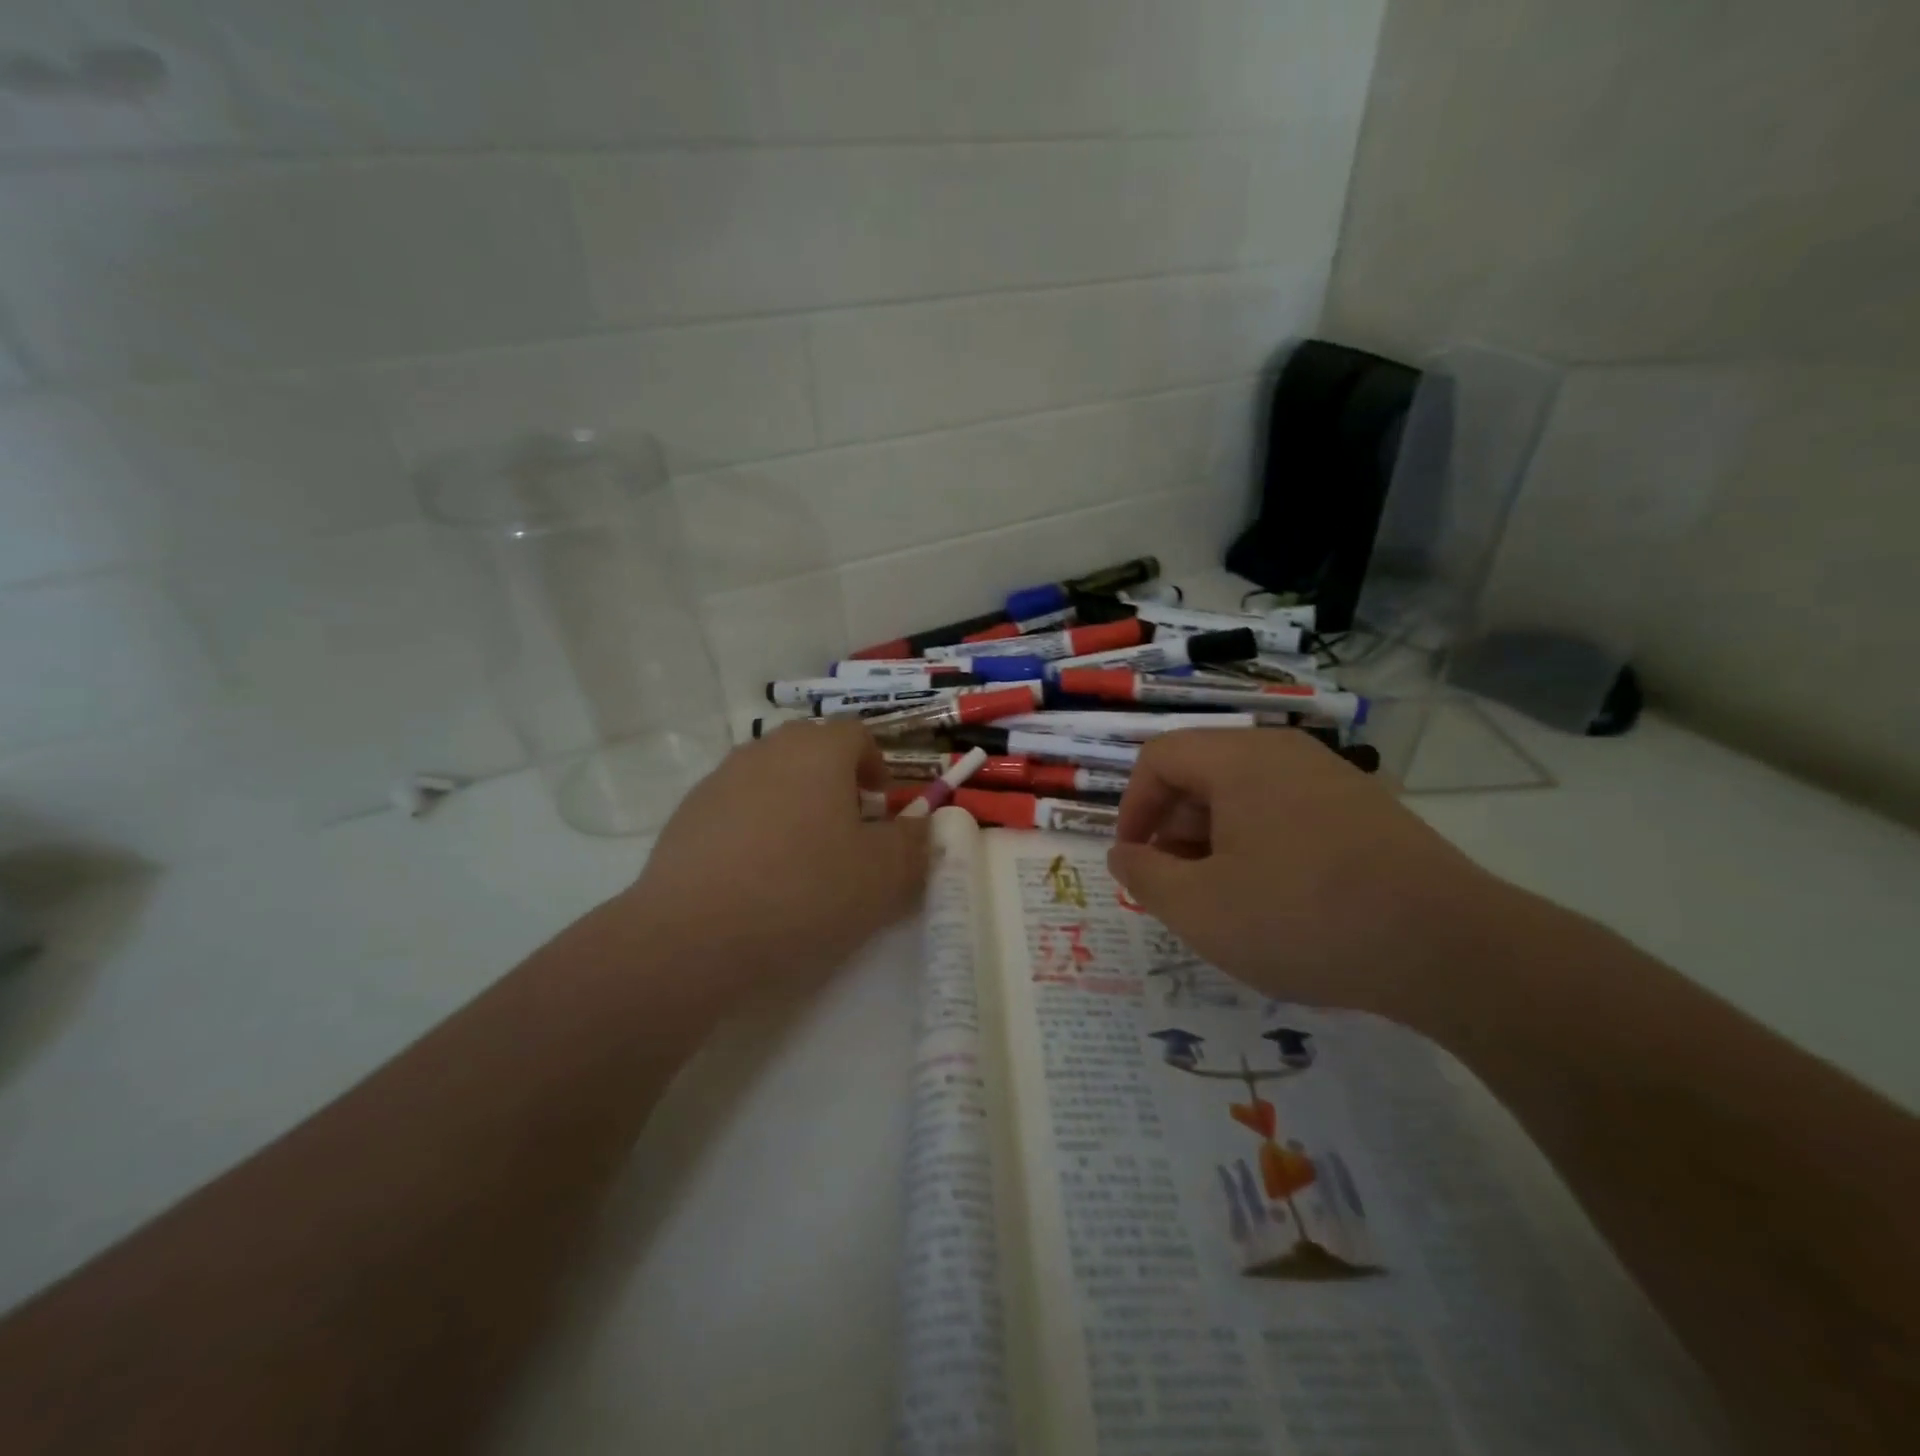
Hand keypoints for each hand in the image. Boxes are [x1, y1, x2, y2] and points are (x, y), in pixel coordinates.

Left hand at [617, 720, 930, 1001]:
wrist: (692, 935)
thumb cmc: (804, 893)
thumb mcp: (882, 876)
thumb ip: (913, 844)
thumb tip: (923, 826)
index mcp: (818, 751)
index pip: (856, 733)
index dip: (876, 764)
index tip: (880, 806)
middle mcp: (766, 750)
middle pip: (810, 748)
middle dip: (835, 779)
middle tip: (847, 828)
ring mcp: (720, 779)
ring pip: (770, 775)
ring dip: (794, 800)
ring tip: (800, 856)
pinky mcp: (686, 814)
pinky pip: (735, 805)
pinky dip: (754, 825)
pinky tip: (754, 876)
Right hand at [1109, 729, 1508, 1027]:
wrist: (1449, 948)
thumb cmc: (1302, 918)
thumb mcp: (1198, 909)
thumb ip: (1143, 876)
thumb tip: (1123, 854)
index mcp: (1238, 759)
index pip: (1159, 758)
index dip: (1132, 807)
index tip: (1134, 861)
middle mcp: (1284, 753)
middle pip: (1202, 773)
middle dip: (1173, 828)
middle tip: (1175, 886)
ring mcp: (1332, 778)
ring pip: (1246, 795)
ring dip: (1215, 841)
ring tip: (1223, 899)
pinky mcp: (1366, 811)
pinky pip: (1288, 813)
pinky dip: (1261, 846)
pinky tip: (1277, 900)